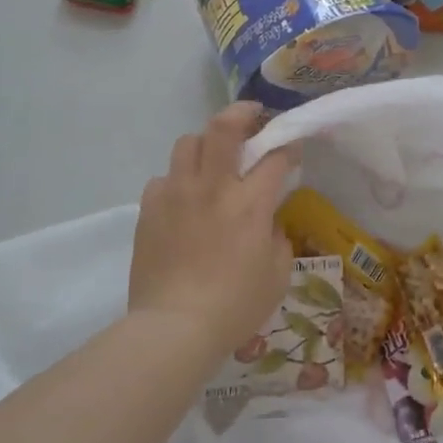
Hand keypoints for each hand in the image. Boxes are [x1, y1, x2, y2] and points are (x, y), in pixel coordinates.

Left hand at [128, 103, 296, 361]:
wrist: (174, 328)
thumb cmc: (234, 306)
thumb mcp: (277, 275)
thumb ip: (277, 239)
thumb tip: (267, 223)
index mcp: (250, 203)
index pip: (275, 156)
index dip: (289, 147)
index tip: (292, 149)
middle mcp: (212, 187)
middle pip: (223, 127)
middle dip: (242, 113)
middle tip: (252, 118)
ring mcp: (176, 195)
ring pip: (187, 143)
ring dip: (205, 144)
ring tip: (212, 160)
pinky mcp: (149, 210)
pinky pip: (163, 178)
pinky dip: (177, 181)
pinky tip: (183, 200)